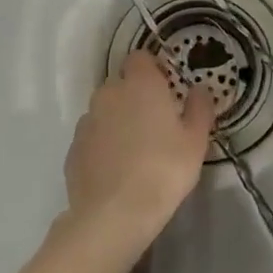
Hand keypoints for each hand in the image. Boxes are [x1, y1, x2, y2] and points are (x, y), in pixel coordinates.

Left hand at [64, 50, 215, 250]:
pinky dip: (104, 144)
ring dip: (119, 120)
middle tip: (157, 124)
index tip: (168, 90)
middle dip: (136, 96)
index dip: (154, 70)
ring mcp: (86, 121)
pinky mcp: (73, 148)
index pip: (141, 58)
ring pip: (105, 110)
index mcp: (140, 84)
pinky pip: (93, 136)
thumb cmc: (164, 169)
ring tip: (136, 151)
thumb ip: (199, 108)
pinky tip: (118, 169)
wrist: (115, 214)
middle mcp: (108, 94)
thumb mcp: (195, 141)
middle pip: (122, 83)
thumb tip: (200, 89)